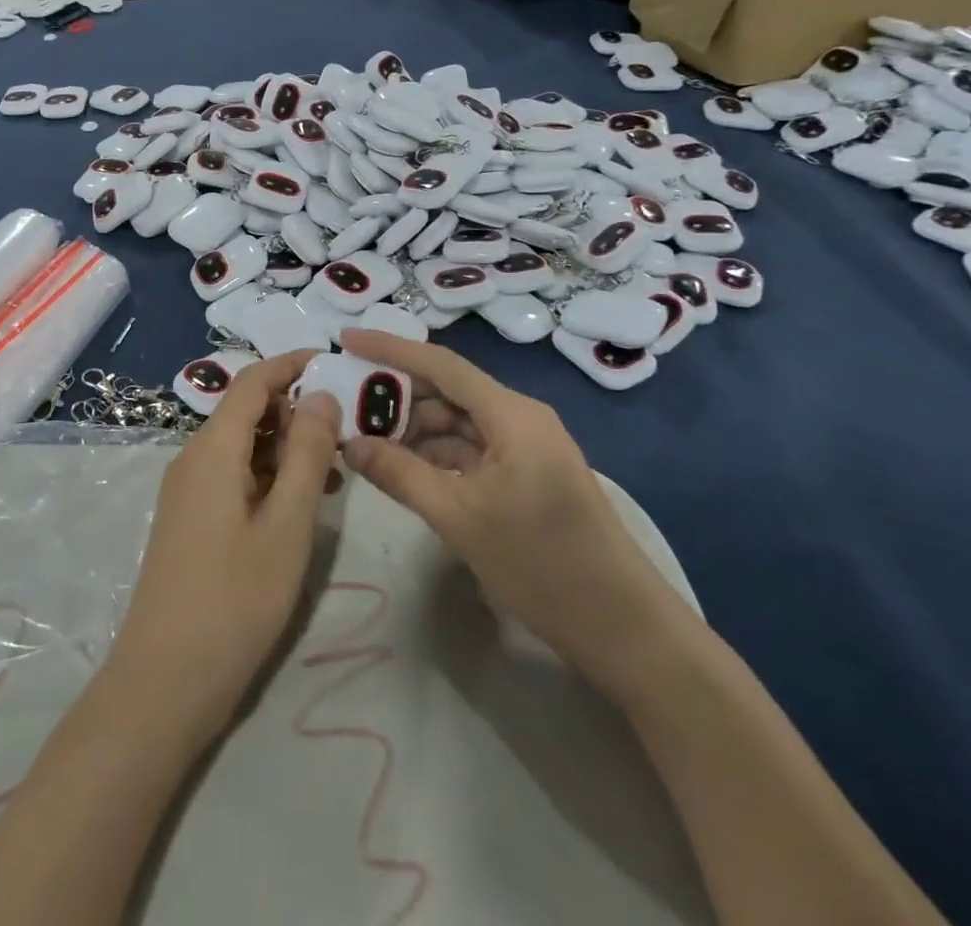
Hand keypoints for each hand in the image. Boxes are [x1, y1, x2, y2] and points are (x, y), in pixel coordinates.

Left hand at [104, 350, 340, 743]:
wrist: (165, 681)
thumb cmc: (235, 598)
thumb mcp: (287, 523)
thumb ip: (307, 453)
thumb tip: (322, 396)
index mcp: (213, 448)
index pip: (252, 382)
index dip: (290, 365)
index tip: (334, 363)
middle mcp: (194, 458)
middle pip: (247, 412)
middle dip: (295, 413)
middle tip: (344, 438)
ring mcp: (188, 491)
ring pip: (243, 447)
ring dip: (286, 449)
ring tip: (332, 478)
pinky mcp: (190, 520)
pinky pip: (234, 477)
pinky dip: (268, 477)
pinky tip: (299, 507)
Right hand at [337, 330, 694, 697]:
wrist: (625, 630)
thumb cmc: (542, 565)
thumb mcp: (459, 517)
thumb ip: (399, 474)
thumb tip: (349, 444)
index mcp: (512, 414)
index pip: (440, 364)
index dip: (389, 348)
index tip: (345, 339)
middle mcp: (520, 418)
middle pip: (448, 391)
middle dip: (397, 395)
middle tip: (345, 402)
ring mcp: (526, 448)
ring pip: (458, 422)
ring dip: (414, 429)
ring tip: (366, 439)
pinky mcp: (528, 476)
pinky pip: (472, 449)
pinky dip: (437, 454)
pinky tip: (404, 468)